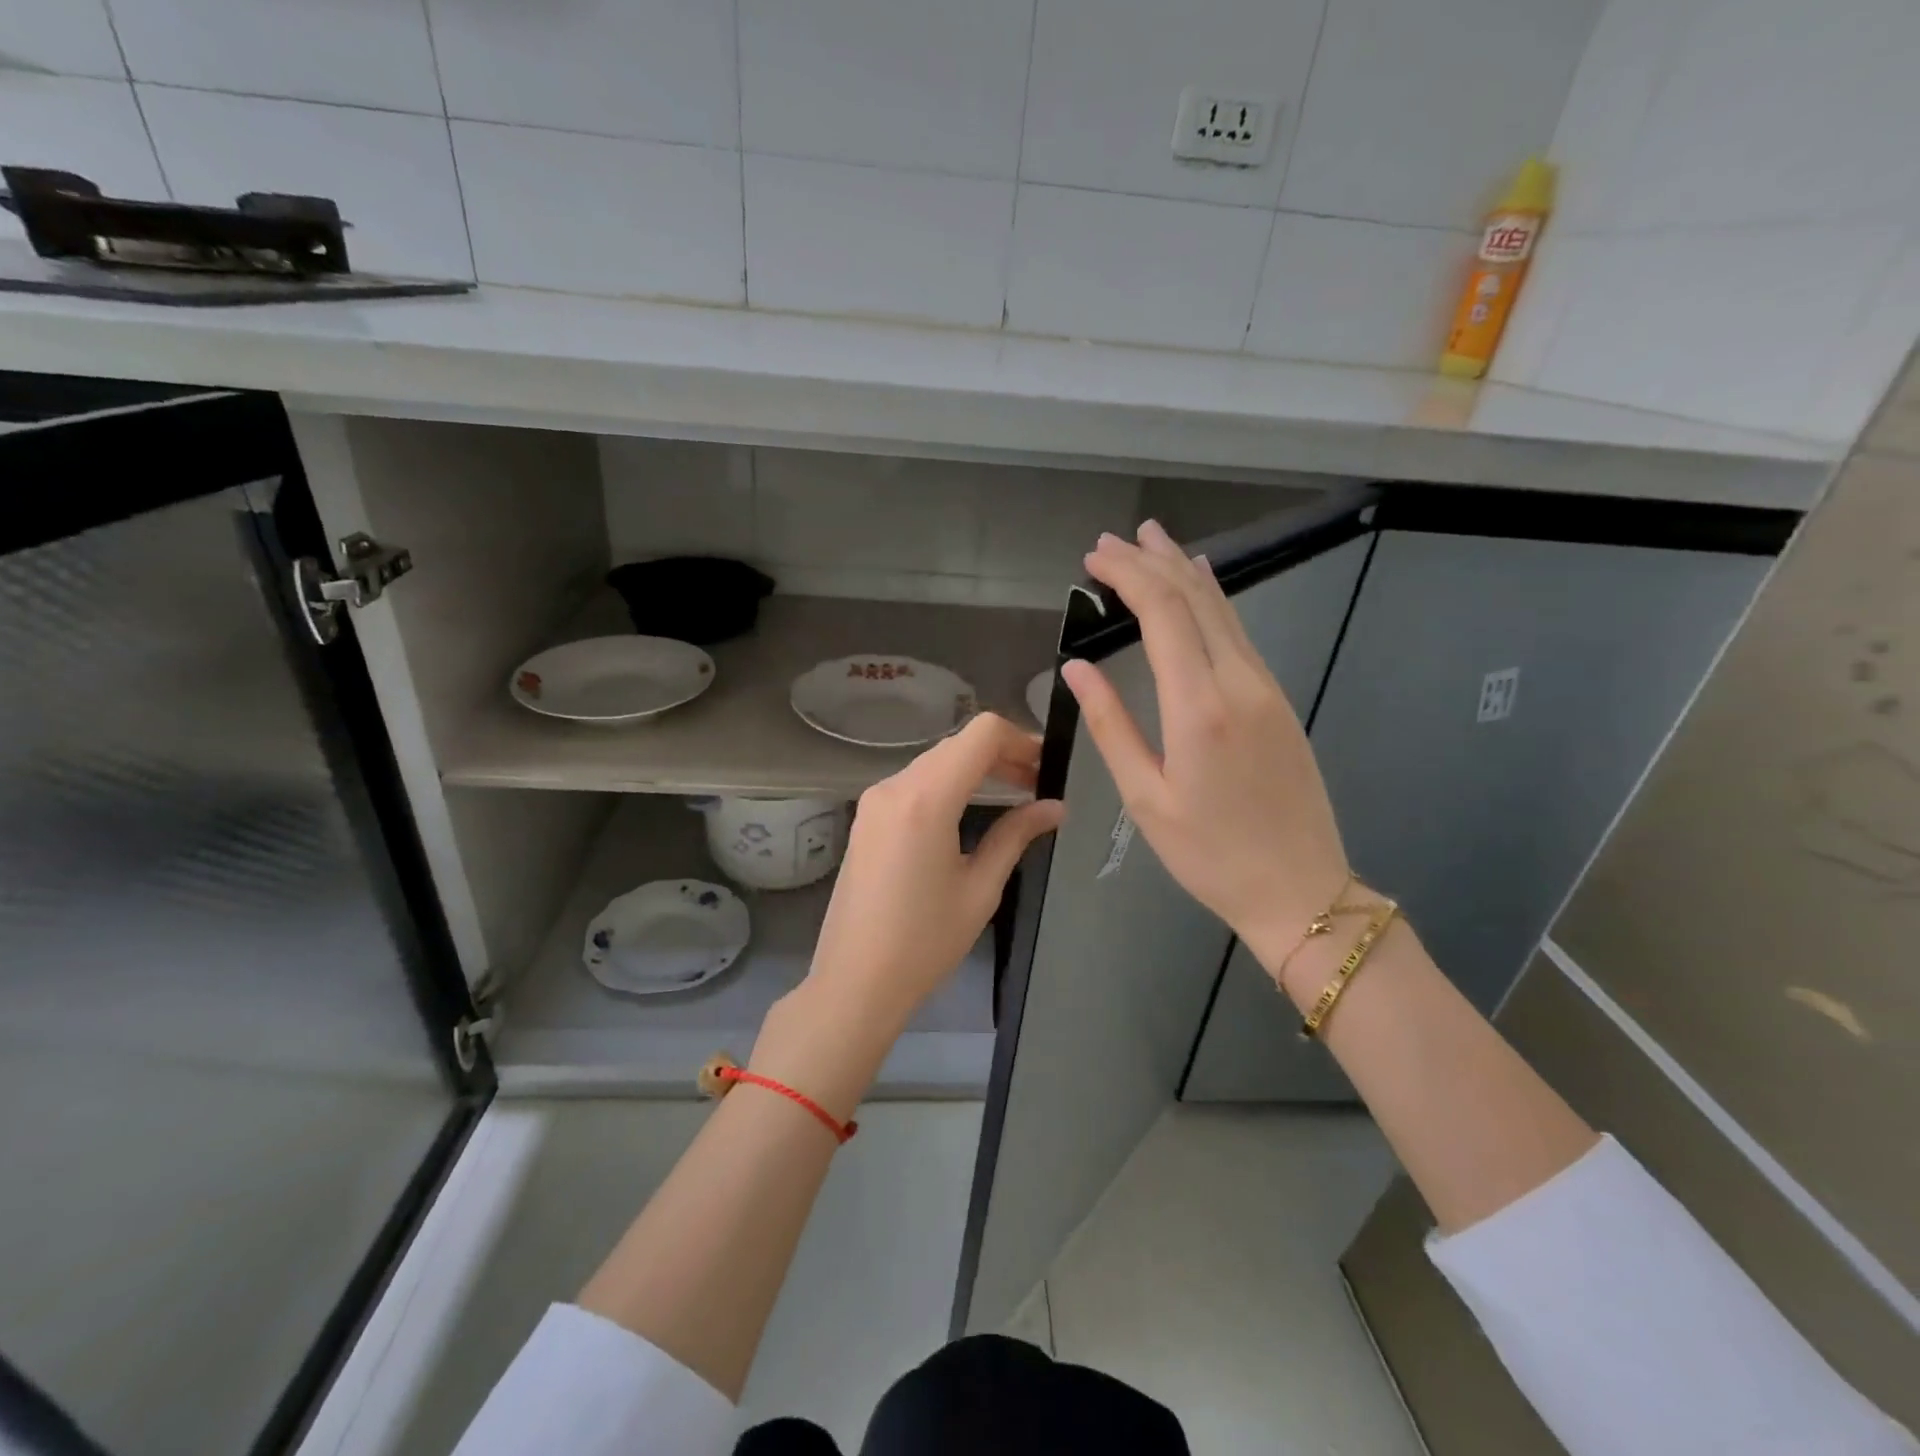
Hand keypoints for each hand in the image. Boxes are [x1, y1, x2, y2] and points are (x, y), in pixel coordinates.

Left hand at [754, 714, 1063, 1112]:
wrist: (854, 982)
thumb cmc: (924, 943)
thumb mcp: (980, 888)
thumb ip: (1017, 835)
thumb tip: (1054, 807)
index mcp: (925, 799)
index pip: (981, 734)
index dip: (1021, 740)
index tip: (1047, 767)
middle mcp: (894, 786)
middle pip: (958, 744)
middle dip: (1002, 754)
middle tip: (1038, 784)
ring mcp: (874, 800)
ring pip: (936, 761)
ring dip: (975, 768)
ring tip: (1013, 795)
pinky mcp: (866, 817)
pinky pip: (915, 782)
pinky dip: (948, 784)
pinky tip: (971, 809)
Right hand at [1062, 520, 1349, 976]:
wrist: (1301, 891)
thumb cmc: (1210, 855)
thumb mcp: (1146, 797)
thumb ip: (1111, 724)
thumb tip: (1076, 667)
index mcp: (1200, 706)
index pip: (1162, 613)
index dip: (1127, 575)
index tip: (1093, 557)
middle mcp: (1239, 682)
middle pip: (1194, 598)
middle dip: (1150, 561)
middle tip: (1111, 540)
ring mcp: (1267, 687)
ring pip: (1222, 609)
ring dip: (1183, 570)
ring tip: (1152, 541)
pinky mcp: (1279, 700)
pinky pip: (1240, 632)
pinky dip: (1211, 600)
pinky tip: (1200, 587)